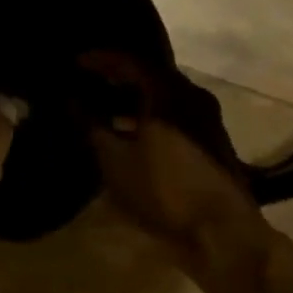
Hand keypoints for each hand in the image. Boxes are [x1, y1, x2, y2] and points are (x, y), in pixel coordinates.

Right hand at [76, 51, 252, 252]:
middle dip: (117, 75)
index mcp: (167, 92)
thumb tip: (69, 98)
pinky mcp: (212, 140)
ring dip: (134, 96)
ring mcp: (206, 117)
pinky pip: (174, 112)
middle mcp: (191, 95)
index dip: (100, 58)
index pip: (129, 60)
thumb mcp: (115, 160)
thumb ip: (90, 124)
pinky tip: (132, 130)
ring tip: (105, 106)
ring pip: (163, 94)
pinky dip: (150, 112)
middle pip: (149, 73)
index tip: (76, 61)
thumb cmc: (164, 191)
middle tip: (88, 80)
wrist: (223, 233)